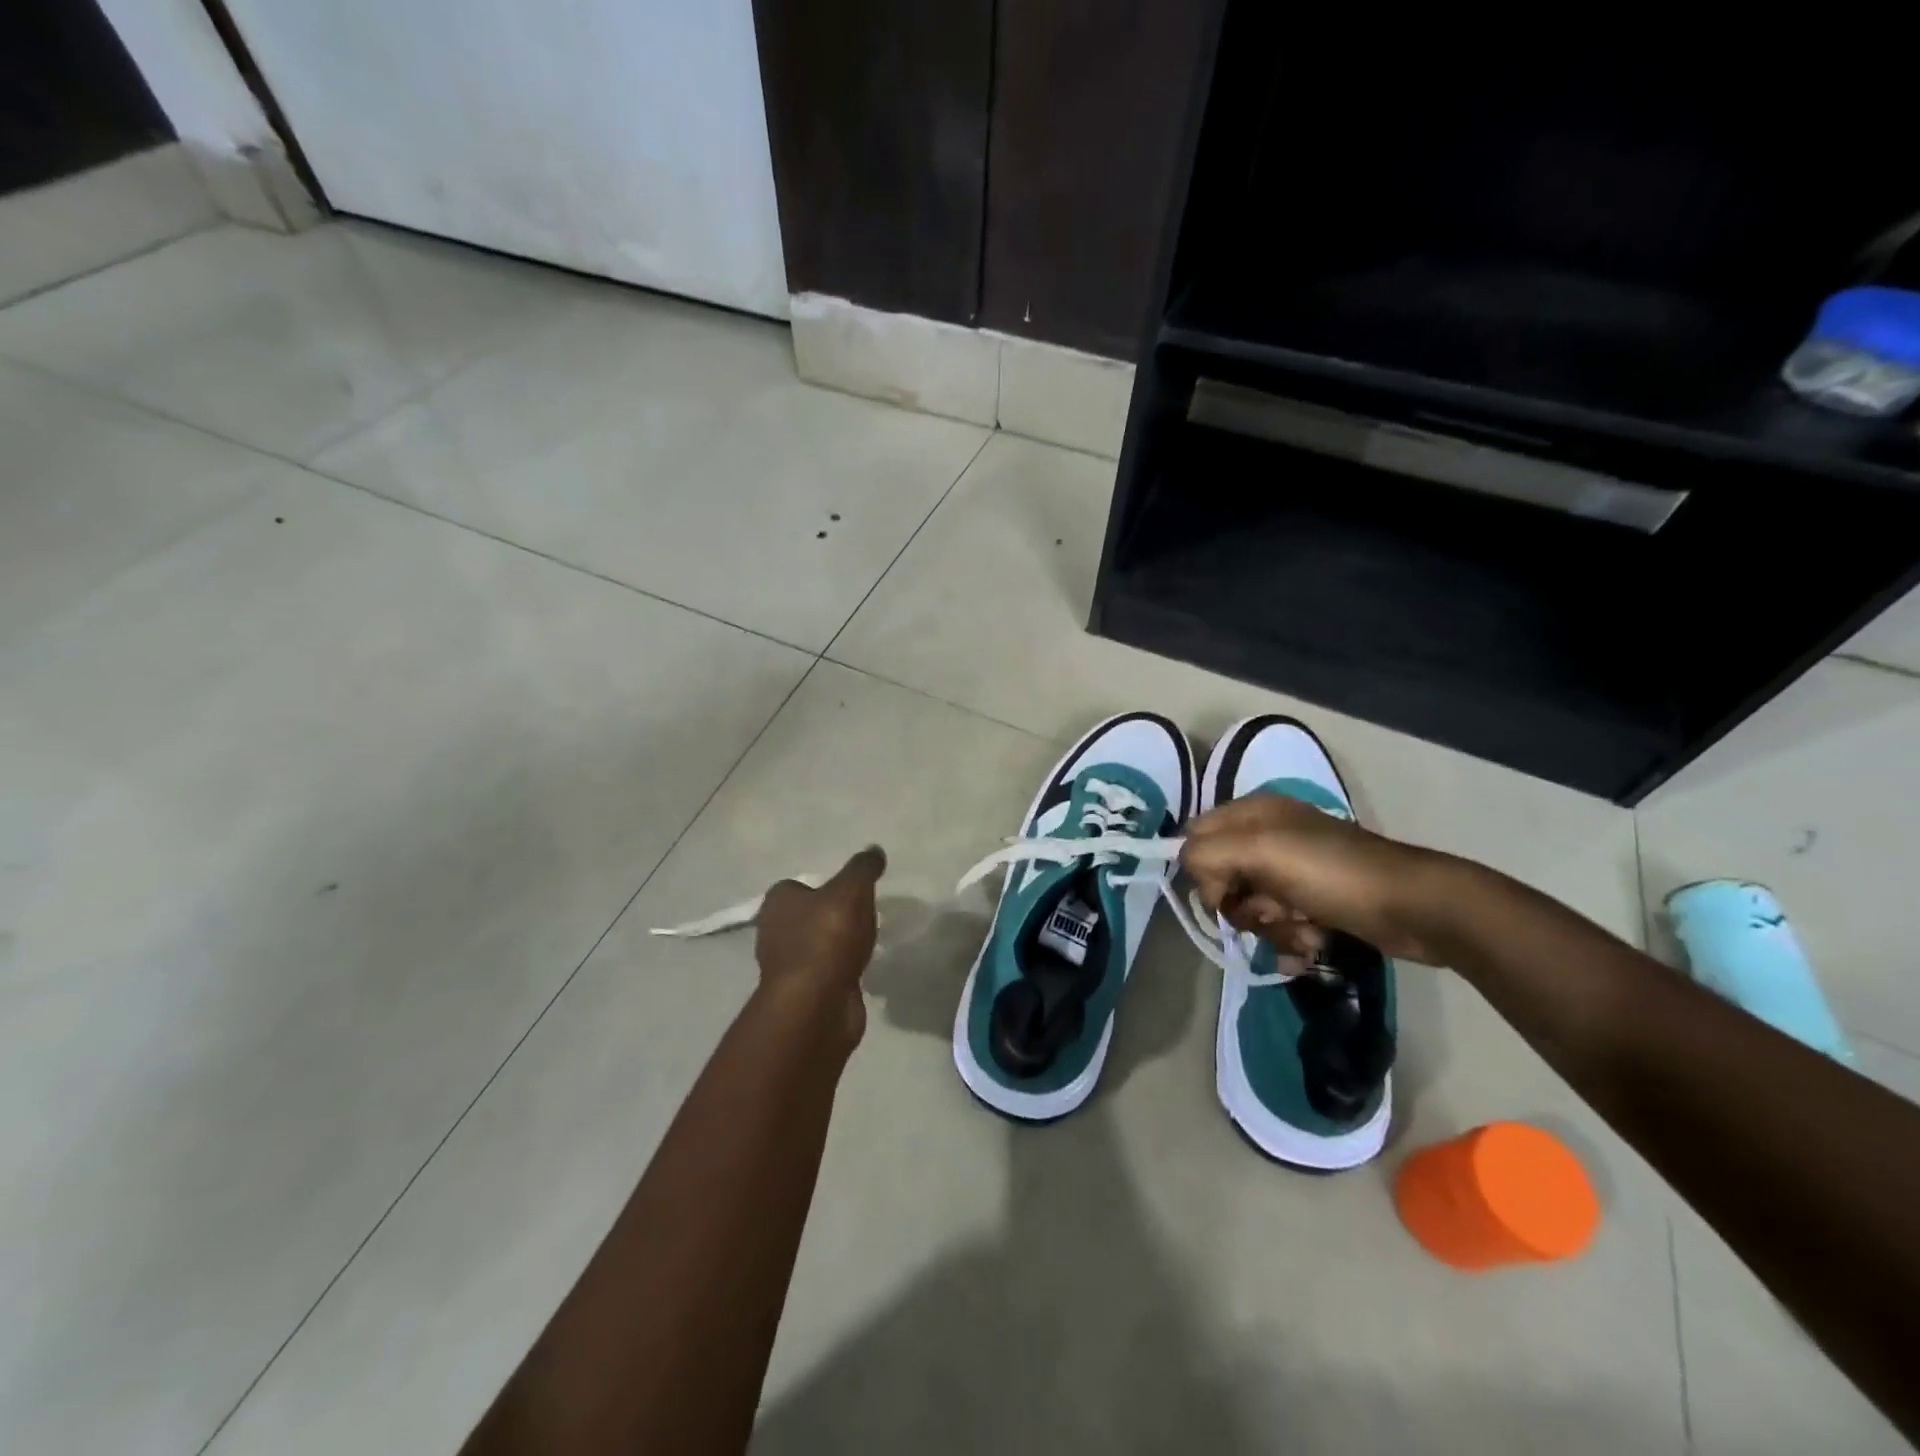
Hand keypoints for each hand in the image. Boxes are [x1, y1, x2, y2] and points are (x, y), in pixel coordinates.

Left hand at [754, 846, 885, 1045]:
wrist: (817, 1003)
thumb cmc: (828, 937)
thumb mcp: (852, 890)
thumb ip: (863, 868)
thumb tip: (873, 850)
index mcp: (778, 902)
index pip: (800, 886)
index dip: (825, 886)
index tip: (851, 892)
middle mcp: (774, 931)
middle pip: (808, 915)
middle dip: (832, 916)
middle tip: (863, 915)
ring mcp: (787, 965)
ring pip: (817, 945)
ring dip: (837, 944)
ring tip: (865, 942)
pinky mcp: (802, 992)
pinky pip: (826, 971)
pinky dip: (841, 968)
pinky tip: (860, 967)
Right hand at [1182, 794, 1444, 962]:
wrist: (1415, 908)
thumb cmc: (1333, 874)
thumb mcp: (1262, 851)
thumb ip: (1209, 853)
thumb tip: (1194, 874)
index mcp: (1254, 813)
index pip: (1197, 837)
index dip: (1203, 869)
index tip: (1223, 894)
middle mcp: (1268, 837)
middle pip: (1222, 877)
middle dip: (1242, 904)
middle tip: (1270, 910)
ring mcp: (1292, 871)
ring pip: (1250, 907)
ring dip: (1271, 927)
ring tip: (1304, 929)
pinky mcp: (1313, 902)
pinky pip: (1279, 925)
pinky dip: (1292, 939)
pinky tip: (1314, 942)